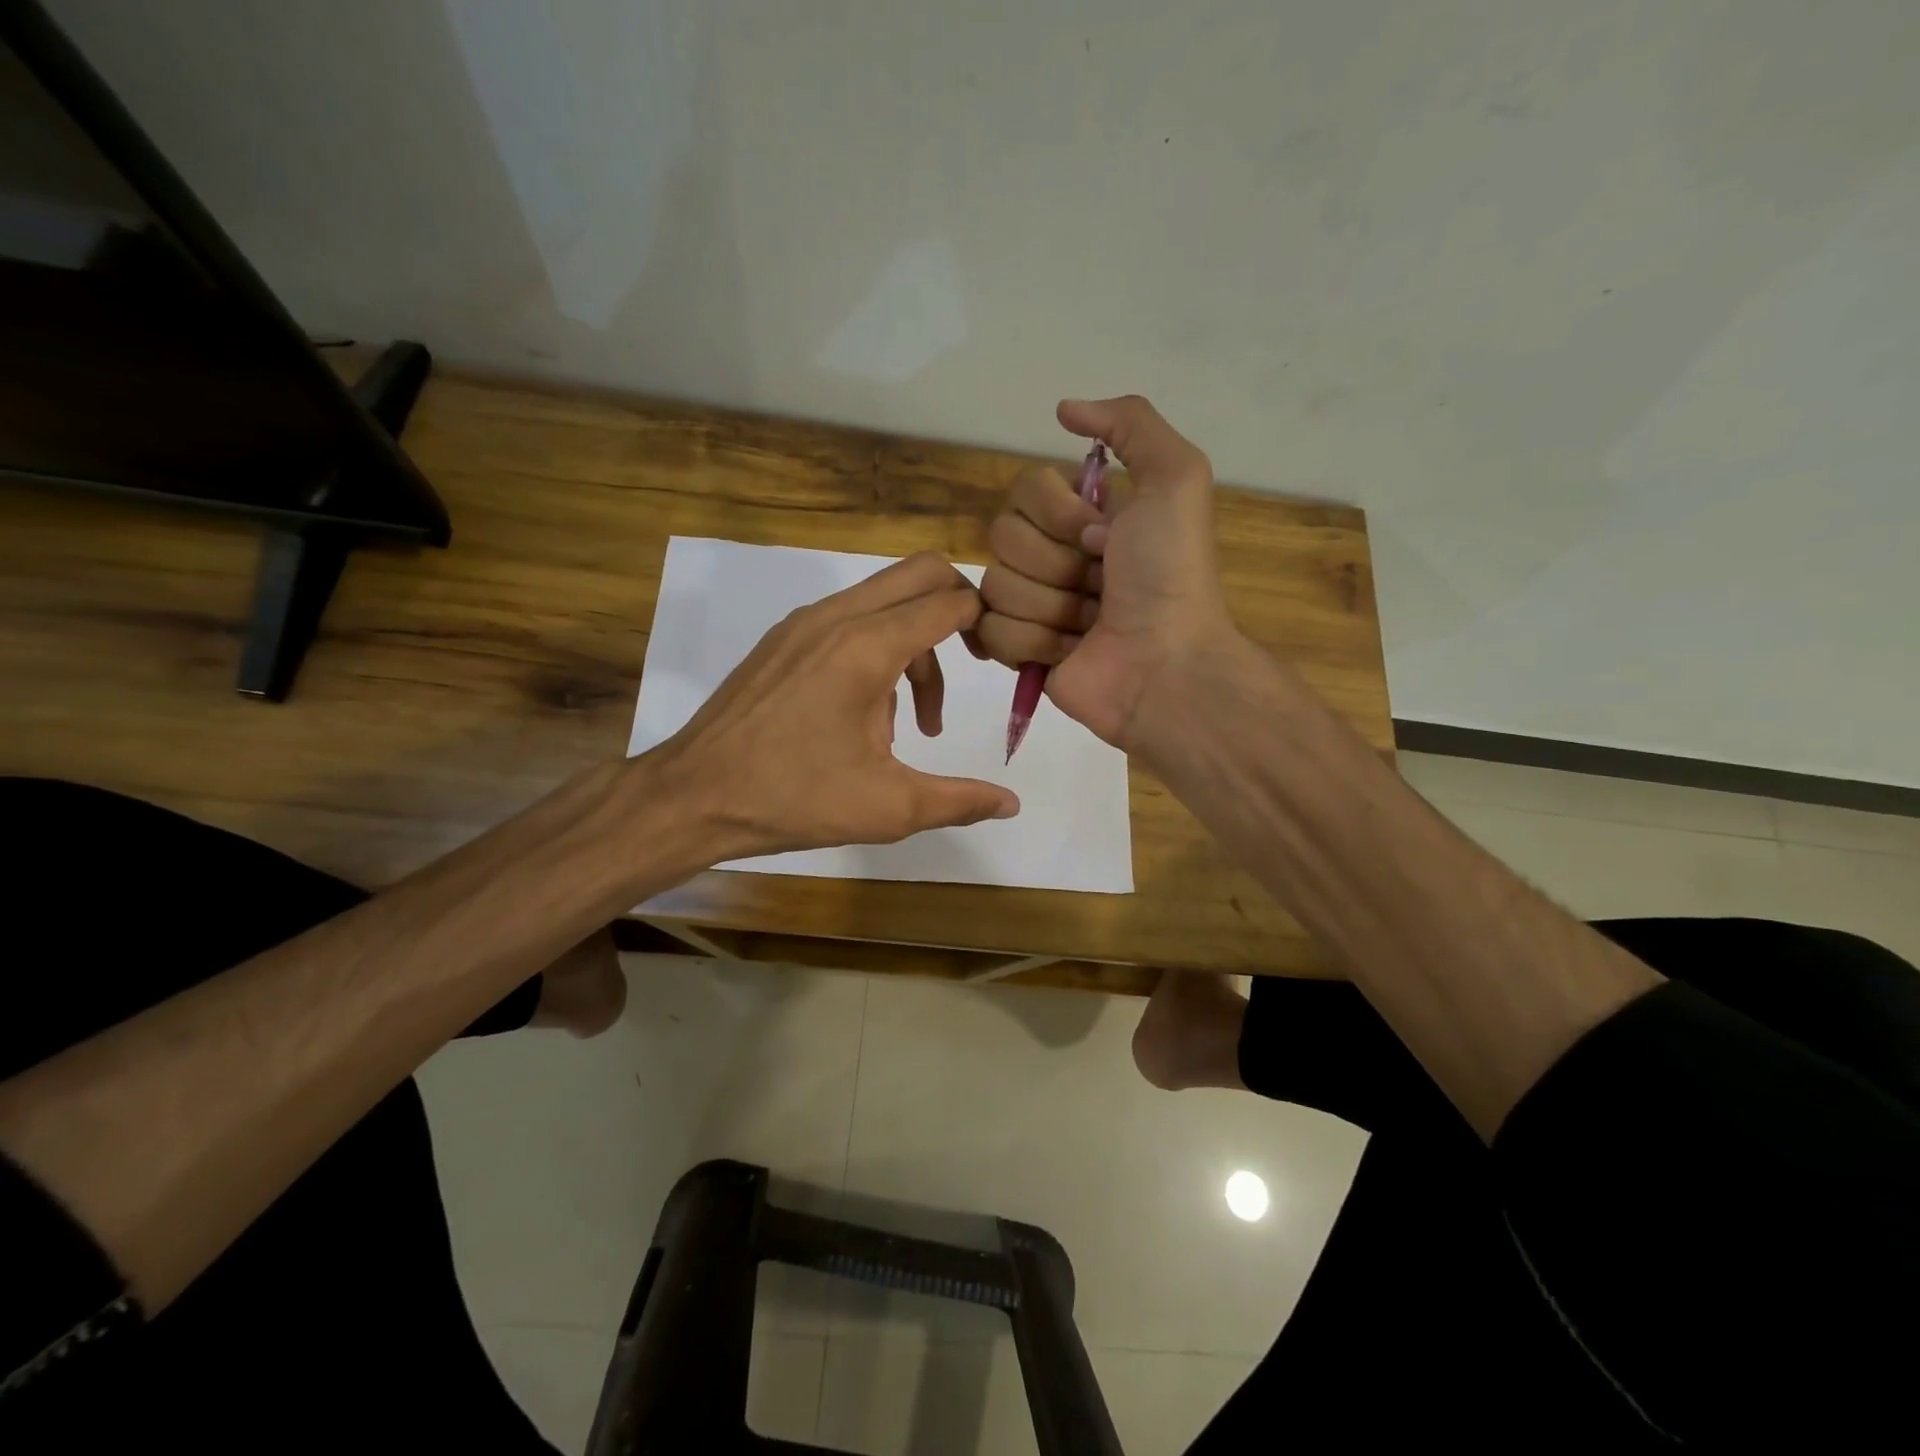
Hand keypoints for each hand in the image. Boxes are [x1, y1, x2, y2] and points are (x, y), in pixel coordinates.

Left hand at [656, 551, 1019, 857]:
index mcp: (868, 647)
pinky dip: (876, 647)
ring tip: (910, 723)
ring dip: (914, 642)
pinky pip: (848, 619)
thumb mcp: (889, 807)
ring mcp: (803, 624)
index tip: (999, 659)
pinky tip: (863, 715)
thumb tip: (1012, 803)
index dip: (987, 622)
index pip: (950, 601)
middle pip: (920, 573)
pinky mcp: (782, 640)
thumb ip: (960, 800)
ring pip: (884, 598)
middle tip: (972, 660)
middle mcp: (837, 617)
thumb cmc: (794, 799)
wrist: (693, 796)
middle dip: (958, 607)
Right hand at [974, 396, 1235, 753]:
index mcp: (1082, 516)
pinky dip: (1031, 643)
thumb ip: (1131, 424)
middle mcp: (1052, 555)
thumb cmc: (1171, 575)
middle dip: (1056, 565)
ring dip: (1051, 608)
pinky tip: (1066, 652)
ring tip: (1090, 626)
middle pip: (1002, 537)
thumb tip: (1063, 409)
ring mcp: (1032, 605)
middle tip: (1100, 586)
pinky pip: (987, 631)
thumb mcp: (1177, 479)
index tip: (1103, 538)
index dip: (1058, 514)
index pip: (1023, 490)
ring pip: (996, 587)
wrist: (1166, 665)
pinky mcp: (1018, 651)